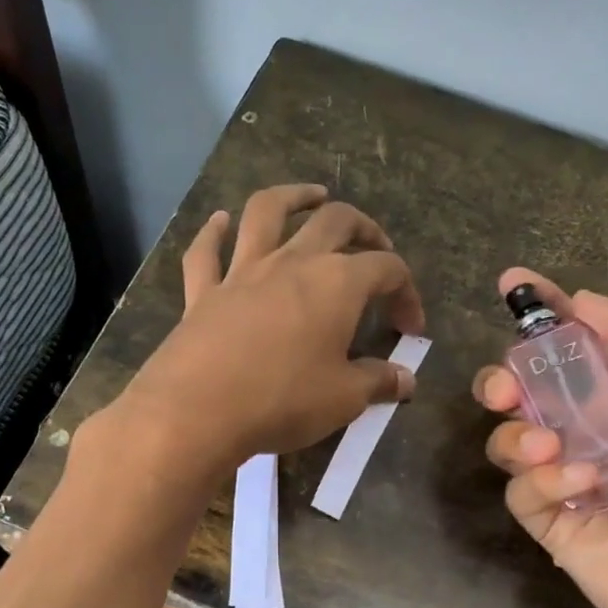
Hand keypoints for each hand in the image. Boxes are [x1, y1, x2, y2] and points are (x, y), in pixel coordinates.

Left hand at [114, 184, 424, 480]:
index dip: (407, 293)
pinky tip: (220, 221)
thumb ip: (379, 383)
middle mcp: (292, 263)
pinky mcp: (203, 292)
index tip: (410, 328)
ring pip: (267, 213)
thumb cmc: (283, 400)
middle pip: (335, 223)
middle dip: (363, 228)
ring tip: (313, 196)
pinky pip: (206, 252)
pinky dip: (213, 232)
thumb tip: (407, 380)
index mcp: (337, 284)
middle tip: (374, 245)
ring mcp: (243, 272)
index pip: (387, 270)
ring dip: (294, 197)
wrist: (197, 410)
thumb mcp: (344, 398)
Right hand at [475, 269, 607, 607]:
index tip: (511, 283)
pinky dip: (541, 481)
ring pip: (511, 438)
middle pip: (526, 390)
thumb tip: (581, 300)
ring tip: (549, 448)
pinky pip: (519, 489)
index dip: (546, 311)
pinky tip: (580, 488)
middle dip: (505, 379)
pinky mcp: (551, 522)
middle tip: (505, 388)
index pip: (578, 342)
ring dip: (520, 435)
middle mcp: (593, 431)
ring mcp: (568, 478)